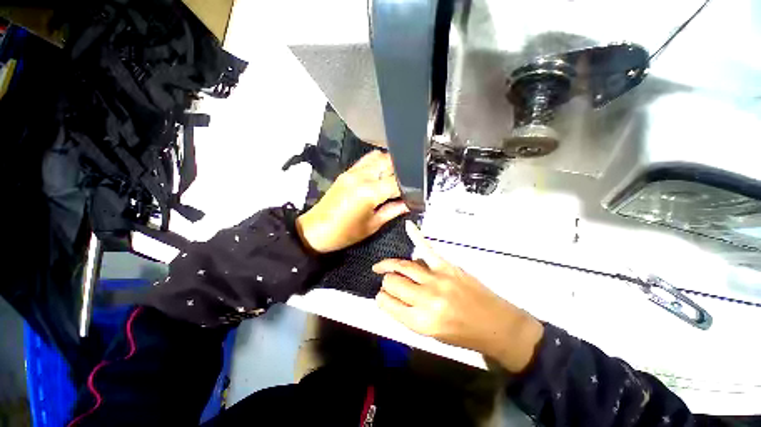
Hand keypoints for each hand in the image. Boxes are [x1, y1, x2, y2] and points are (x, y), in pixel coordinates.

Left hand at [295, 151, 409, 253]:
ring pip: (379, 157)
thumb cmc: (344, 233)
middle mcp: (362, 176)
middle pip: (390, 162)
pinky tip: (383, 172)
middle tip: (409, 184)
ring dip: (391, 164)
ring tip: (397, 177)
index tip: (416, 192)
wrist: (315, 230)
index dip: (410, 187)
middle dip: (403, 172)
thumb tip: (409, 204)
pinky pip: (367, 160)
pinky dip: (378, 162)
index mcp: (369, 192)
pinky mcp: (347, 172)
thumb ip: (393, 211)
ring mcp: (353, 171)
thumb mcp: (372, 225)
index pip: (397, 182)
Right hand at [373, 221, 543, 372]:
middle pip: (393, 282)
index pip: (388, 304)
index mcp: (421, 321)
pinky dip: (417, 236)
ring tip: (382, 266)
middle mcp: (426, 298)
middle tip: (387, 283)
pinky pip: (427, 249)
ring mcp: (437, 279)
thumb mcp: (431, 335)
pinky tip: (408, 226)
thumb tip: (392, 296)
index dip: (381, 299)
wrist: (498, 326)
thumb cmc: (463, 335)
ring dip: (390, 265)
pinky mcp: (448, 267)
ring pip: (404, 266)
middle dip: (386, 282)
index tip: (382, 297)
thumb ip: (407, 314)